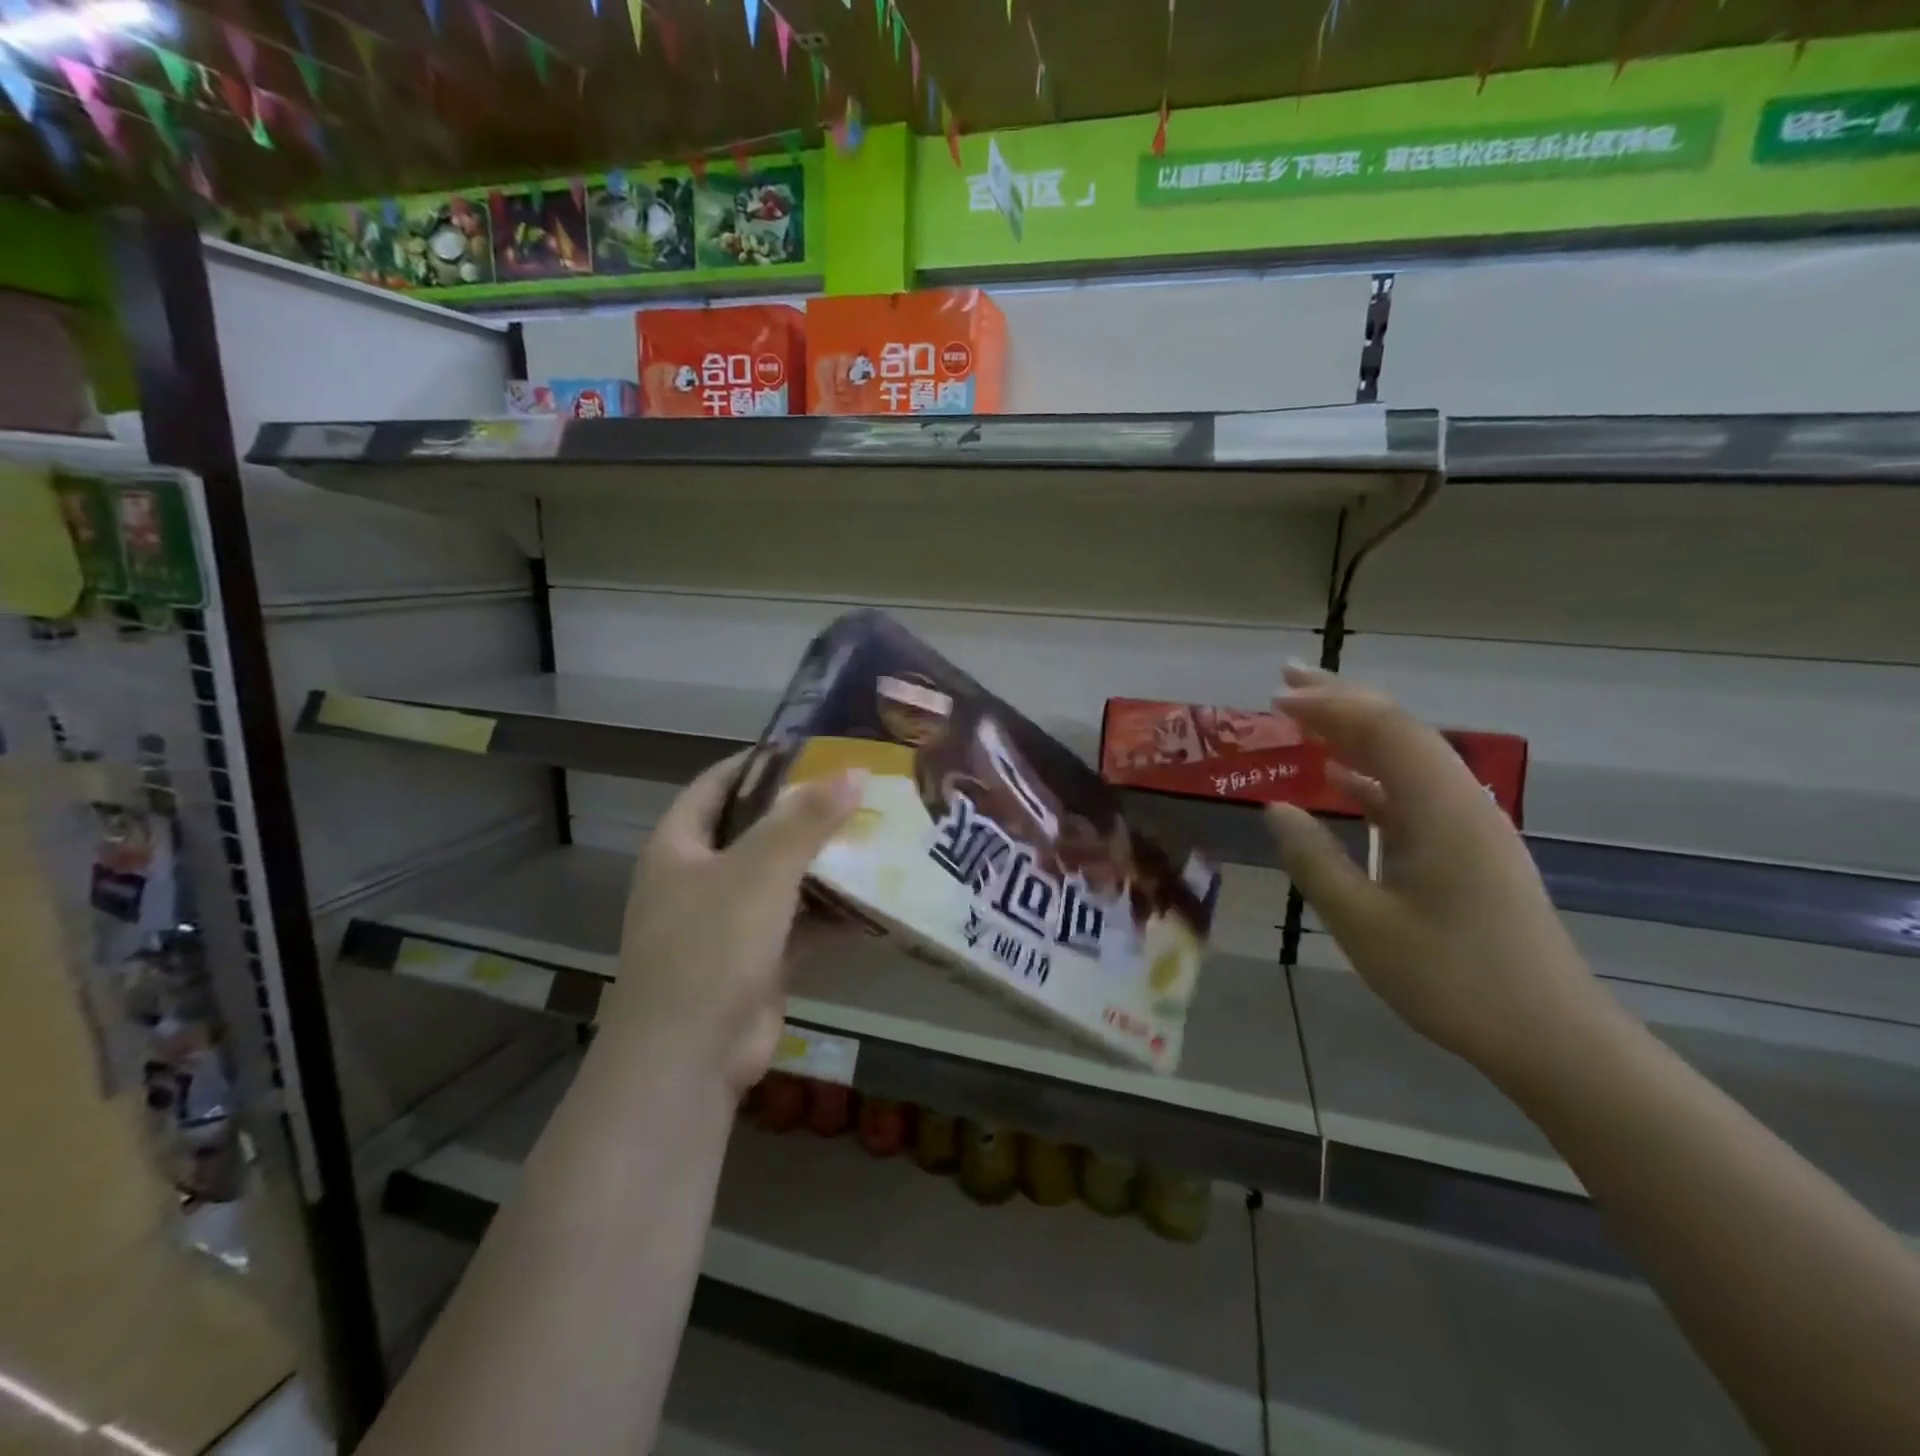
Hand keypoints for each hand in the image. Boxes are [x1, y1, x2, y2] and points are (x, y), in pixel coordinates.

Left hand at [602, 750, 860, 1096]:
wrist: (689, 1058)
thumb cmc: (711, 946)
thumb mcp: (761, 871)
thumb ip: (807, 820)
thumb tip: (854, 772)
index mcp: (680, 847)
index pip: (717, 785)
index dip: (759, 762)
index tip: (811, 747)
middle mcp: (699, 879)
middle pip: (756, 831)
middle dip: (804, 814)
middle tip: (859, 791)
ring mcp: (727, 923)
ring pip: (782, 880)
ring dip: (823, 865)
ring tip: (877, 836)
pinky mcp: (756, 961)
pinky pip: (798, 925)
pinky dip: (831, 915)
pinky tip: (876, 901)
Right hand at [1265, 665, 1612, 1083]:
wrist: (1550, 1036)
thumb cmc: (1452, 979)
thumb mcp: (1363, 923)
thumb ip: (1314, 860)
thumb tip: (1276, 808)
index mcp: (1441, 810)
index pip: (1383, 730)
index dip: (1328, 706)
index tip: (1275, 699)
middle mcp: (1460, 802)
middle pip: (1399, 730)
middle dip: (1342, 700)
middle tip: (1287, 679)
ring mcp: (1469, 824)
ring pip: (1408, 758)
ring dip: (1356, 733)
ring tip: (1306, 718)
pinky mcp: (1469, 848)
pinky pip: (1414, 792)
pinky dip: (1373, 776)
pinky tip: (1342, 782)